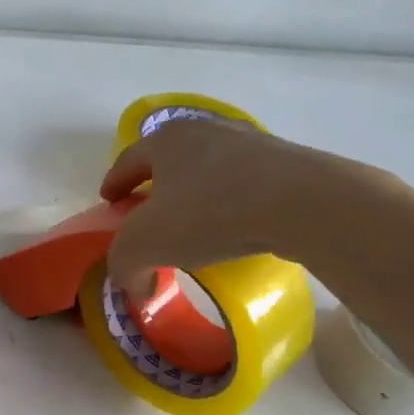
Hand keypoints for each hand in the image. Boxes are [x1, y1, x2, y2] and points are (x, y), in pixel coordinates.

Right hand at [100, 119, 381, 299]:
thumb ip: (124, 265)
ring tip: (194, 224)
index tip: (109, 202)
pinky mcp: (286, 160)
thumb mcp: (145, 244)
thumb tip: (134, 284)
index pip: (128, 160)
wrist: (304, 202)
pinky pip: (244, 182)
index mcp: (165, 140)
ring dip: (195, 194)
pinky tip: (235, 227)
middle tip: (147, 215)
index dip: (114, 183)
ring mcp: (250, 142)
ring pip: (208, 169)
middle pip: (168, 160)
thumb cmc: (210, 212)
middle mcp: (205, 130)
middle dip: (154, 186)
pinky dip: (230, 201)